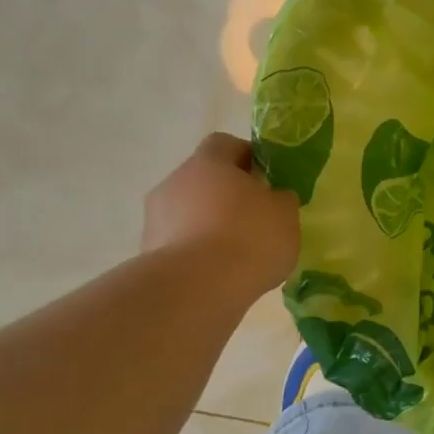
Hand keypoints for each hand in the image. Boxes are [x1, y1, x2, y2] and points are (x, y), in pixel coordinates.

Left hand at [143, 134, 299, 298]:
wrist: (195, 289)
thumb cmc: (248, 238)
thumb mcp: (285, 215)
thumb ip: (282, 200)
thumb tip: (275, 197)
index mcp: (208, 162)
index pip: (226, 144)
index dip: (247, 157)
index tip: (266, 180)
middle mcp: (175, 181)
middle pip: (205, 179)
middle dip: (228, 195)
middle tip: (256, 218)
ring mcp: (156, 218)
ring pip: (190, 212)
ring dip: (210, 225)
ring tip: (237, 254)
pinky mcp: (148, 253)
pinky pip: (180, 243)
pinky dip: (197, 253)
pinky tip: (219, 274)